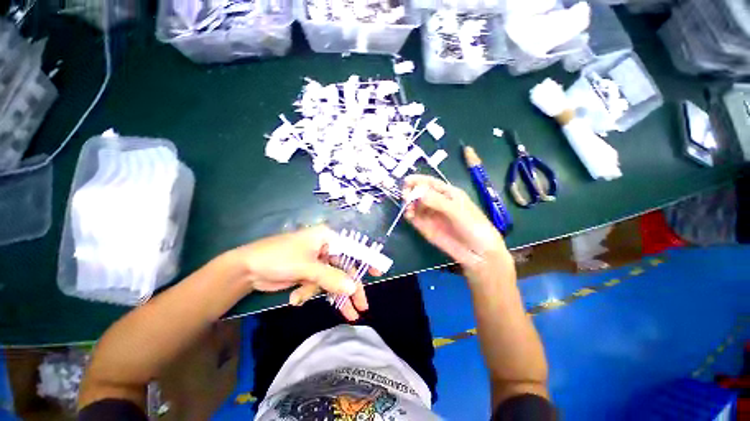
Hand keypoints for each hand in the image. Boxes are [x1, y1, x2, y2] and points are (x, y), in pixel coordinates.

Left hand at [232, 226, 371, 320]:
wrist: (246, 270)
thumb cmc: (279, 258)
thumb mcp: (307, 267)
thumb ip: (331, 278)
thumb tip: (353, 288)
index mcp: (326, 237)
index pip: (352, 248)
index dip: (365, 260)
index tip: (378, 272)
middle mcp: (324, 247)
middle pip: (344, 268)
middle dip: (350, 288)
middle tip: (362, 306)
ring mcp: (316, 261)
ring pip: (332, 280)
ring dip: (329, 295)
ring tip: (346, 315)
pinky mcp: (308, 273)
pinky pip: (318, 285)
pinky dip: (310, 293)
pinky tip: (296, 297)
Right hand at [403, 175, 511, 273]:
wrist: (477, 252)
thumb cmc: (473, 227)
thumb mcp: (457, 211)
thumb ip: (438, 202)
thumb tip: (418, 192)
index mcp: (448, 193)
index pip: (430, 182)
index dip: (418, 180)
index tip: (406, 181)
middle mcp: (437, 201)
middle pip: (419, 192)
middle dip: (411, 192)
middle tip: (406, 197)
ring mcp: (430, 214)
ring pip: (415, 204)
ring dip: (408, 204)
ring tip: (409, 210)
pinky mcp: (426, 226)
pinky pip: (414, 217)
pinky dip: (409, 215)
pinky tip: (409, 216)